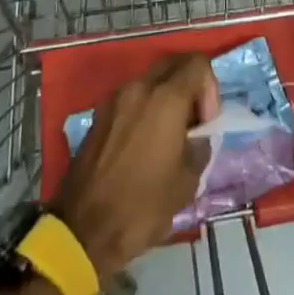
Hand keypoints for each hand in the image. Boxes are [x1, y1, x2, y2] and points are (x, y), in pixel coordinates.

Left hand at [52, 55, 218, 279]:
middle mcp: (139, 88)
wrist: (82, 231)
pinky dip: (145, 108)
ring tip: (169, 136)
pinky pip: (131, 98)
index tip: (206, 122)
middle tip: (192, 122)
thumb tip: (197, 136)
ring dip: (166, 97)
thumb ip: (200, 145)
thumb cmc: (142, 206)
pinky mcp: (99, 115)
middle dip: (190, 85)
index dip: (210, 88)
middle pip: (173, 64)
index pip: (197, 63)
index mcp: (165, 98)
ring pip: (150, 80)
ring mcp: (114, 99)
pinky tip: (144, 144)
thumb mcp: (187, 181)